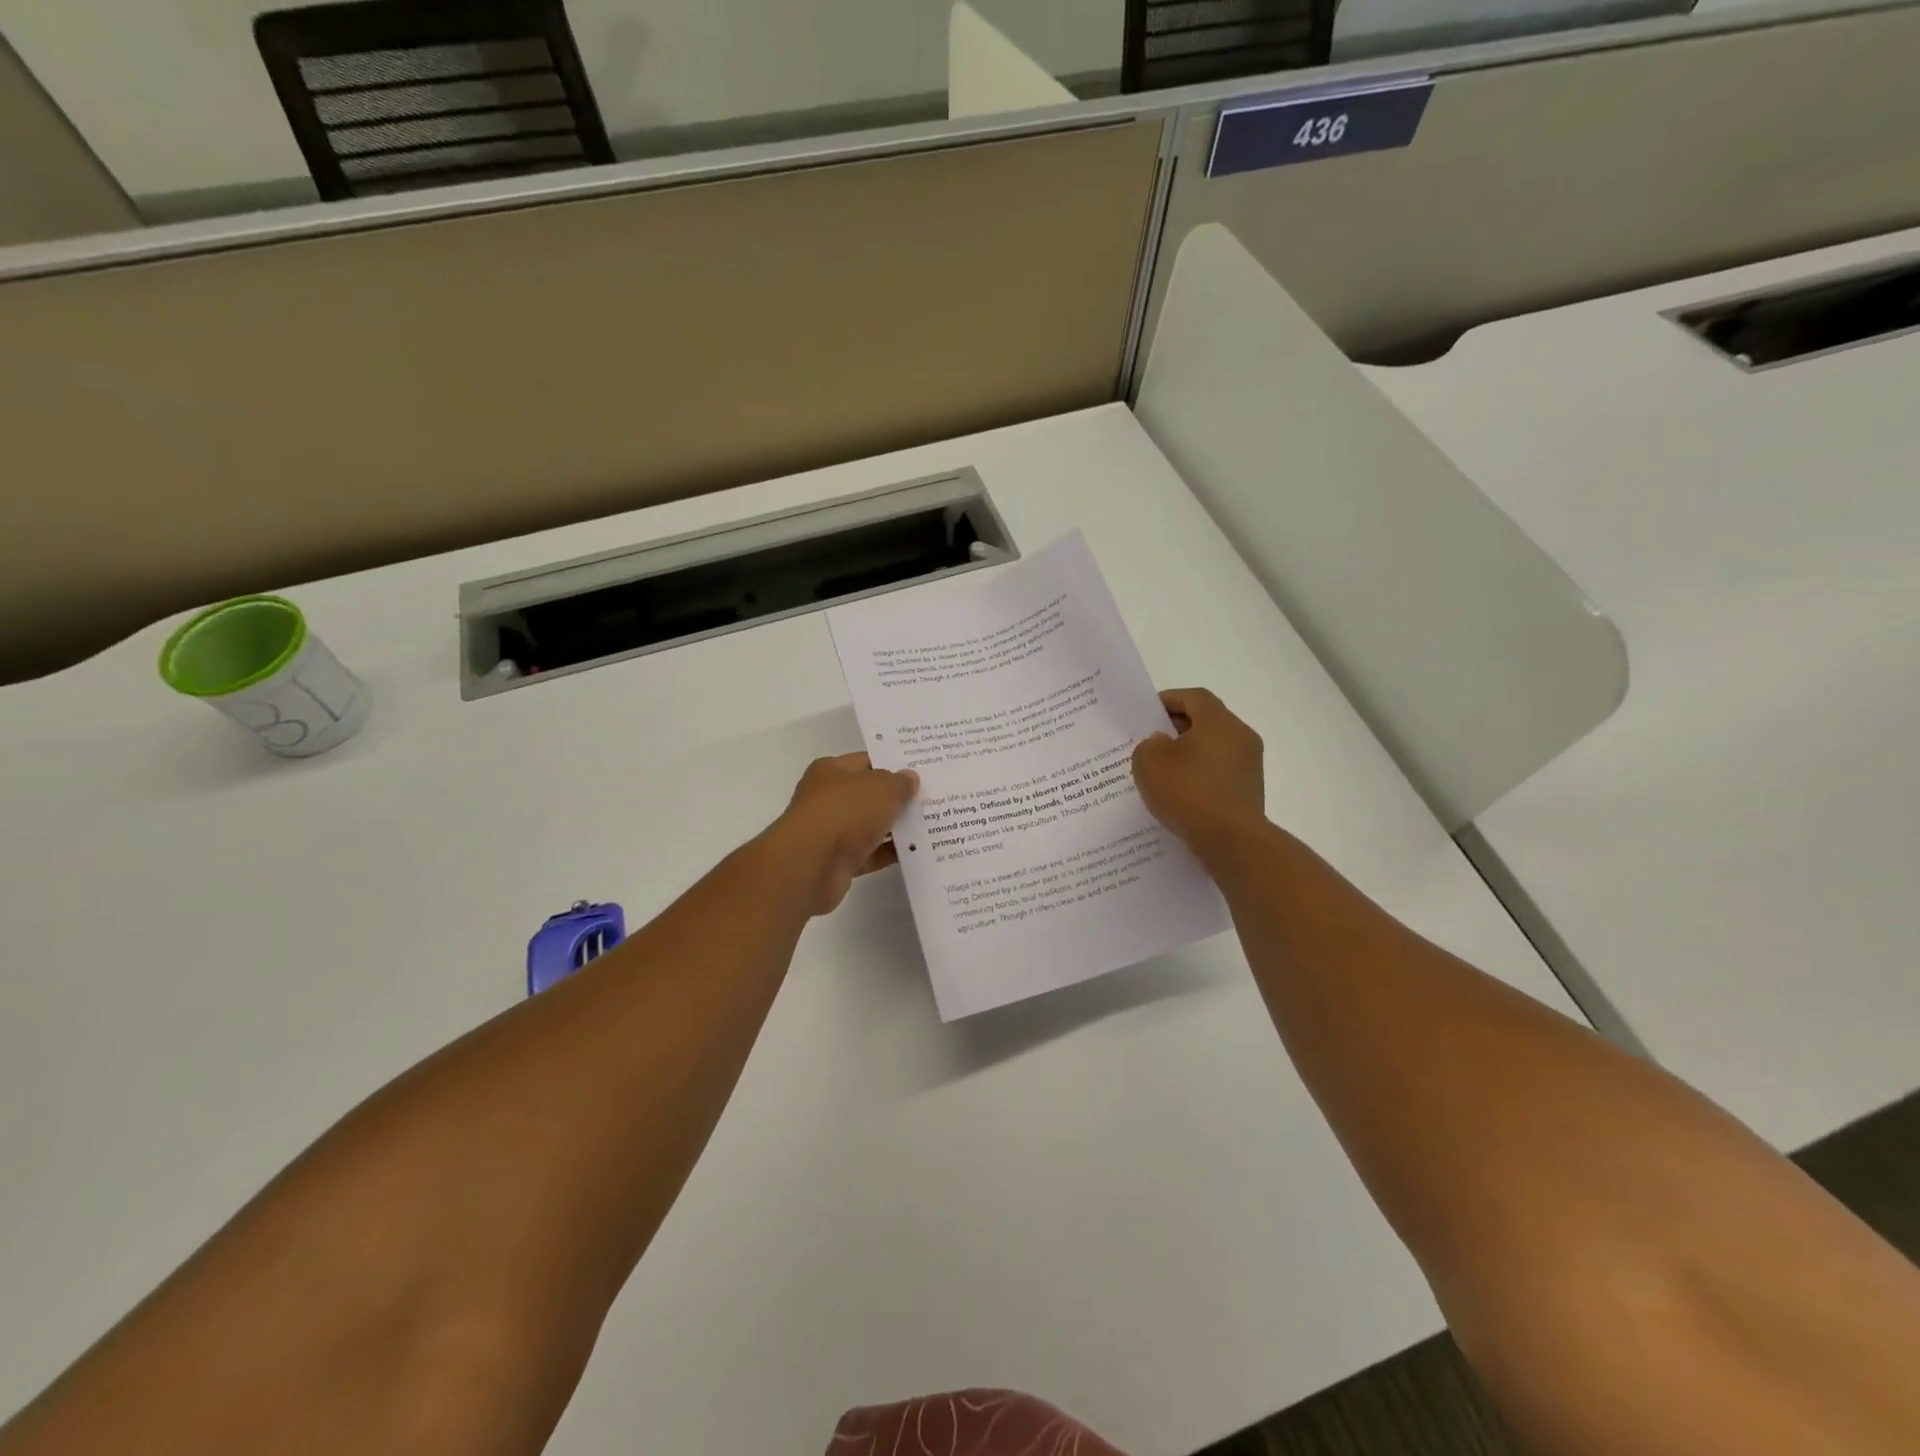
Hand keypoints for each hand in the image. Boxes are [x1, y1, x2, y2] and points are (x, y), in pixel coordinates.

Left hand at [770, 753, 918, 915]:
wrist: (811, 864)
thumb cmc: (845, 812)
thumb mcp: (883, 788)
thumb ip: (900, 782)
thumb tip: (910, 778)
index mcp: (831, 771)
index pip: (867, 761)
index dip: (893, 764)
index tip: (921, 770)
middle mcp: (828, 798)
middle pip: (869, 794)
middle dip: (897, 797)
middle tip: (932, 797)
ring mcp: (832, 831)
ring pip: (871, 825)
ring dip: (896, 827)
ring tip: (933, 824)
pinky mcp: (838, 861)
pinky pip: (870, 853)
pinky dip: (889, 853)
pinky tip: (917, 851)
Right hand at [1131, 688, 1265, 857]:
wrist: (1231, 841)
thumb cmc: (1188, 792)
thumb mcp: (1149, 762)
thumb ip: (1149, 744)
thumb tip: (1162, 744)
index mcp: (1219, 722)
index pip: (1194, 697)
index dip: (1169, 699)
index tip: (1147, 714)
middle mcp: (1241, 737)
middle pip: (1206, 721)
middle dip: (1177, 728)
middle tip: (1150, 742)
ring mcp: (1249, 765)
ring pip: (1214, 748)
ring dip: (1189, 754)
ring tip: (1162, 770)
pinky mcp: (1249, 790)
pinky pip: (1219, 772)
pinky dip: (1200, 775)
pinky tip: (1180, 793)